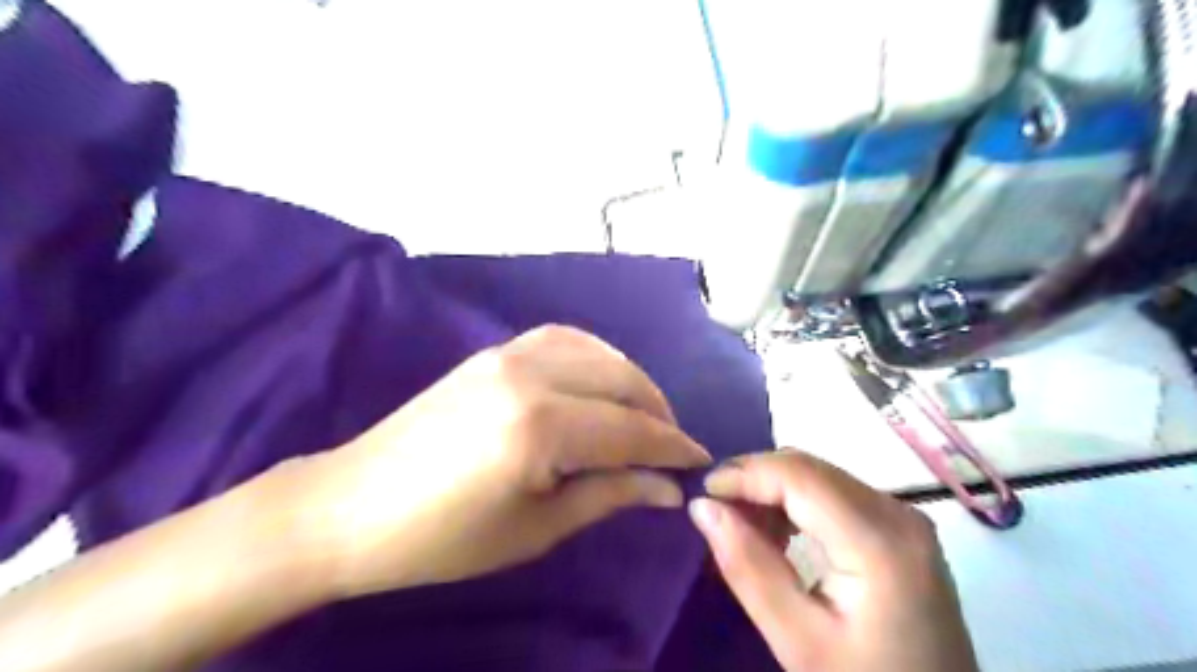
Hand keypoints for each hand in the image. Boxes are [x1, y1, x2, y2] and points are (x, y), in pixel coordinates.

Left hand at [287, 326, 708, 596]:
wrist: (353, 505)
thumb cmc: (443, 538)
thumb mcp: (537, 527)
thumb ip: (610, 495)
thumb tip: (669, 488)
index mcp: (541, 427)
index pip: (630, 430)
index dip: (671, 447)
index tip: (699, 461)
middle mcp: (531, 375)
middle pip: (621, 380)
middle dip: (658, 411)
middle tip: (671, 446)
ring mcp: (509, 354)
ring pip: (598, 351)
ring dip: (631, 380)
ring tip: (642, 414)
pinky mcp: (494, 351)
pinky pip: (564, 339)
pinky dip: (596, 356)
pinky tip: (600, 381)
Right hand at [687, 453, 975, 670]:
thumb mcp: (799, 641)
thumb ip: (749, 568)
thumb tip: (702, 506)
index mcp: (880, 541)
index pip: (799, 475)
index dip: (744, 474)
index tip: (701, 493)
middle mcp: (897, 513)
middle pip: (810, 469)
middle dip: (754, 480)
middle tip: (714, 511)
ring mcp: (903, 518)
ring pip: (819, 476)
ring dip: (772, 491)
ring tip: (740, 526)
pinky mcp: (899, 529)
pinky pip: (834, 494)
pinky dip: (796, 504)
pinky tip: (777, 534)